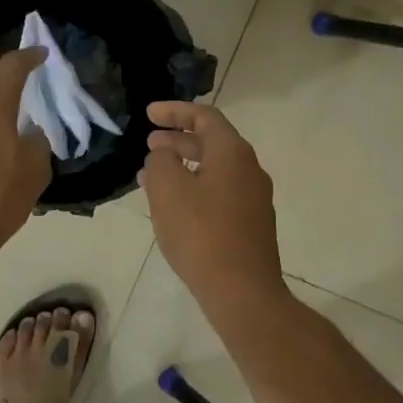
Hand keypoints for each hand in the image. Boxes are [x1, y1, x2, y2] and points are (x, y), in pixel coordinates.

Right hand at [139, 102, 287, 310]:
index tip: (148, 114)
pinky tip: (174, 207)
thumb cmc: (201, 233)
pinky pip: (219, 193)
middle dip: (178, 139)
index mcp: (233, 153)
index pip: (205, 116)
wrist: (242, 291)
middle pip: (212, 142)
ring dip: (184, 166)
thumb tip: (164, 154)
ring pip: (214, 170)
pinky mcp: (251, 224)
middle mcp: (249, 169)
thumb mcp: (168, 189)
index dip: (175, 111)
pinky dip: (194, 188)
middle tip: (149, 143)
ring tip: (152, 176)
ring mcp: (254, 199)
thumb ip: (161, 161)